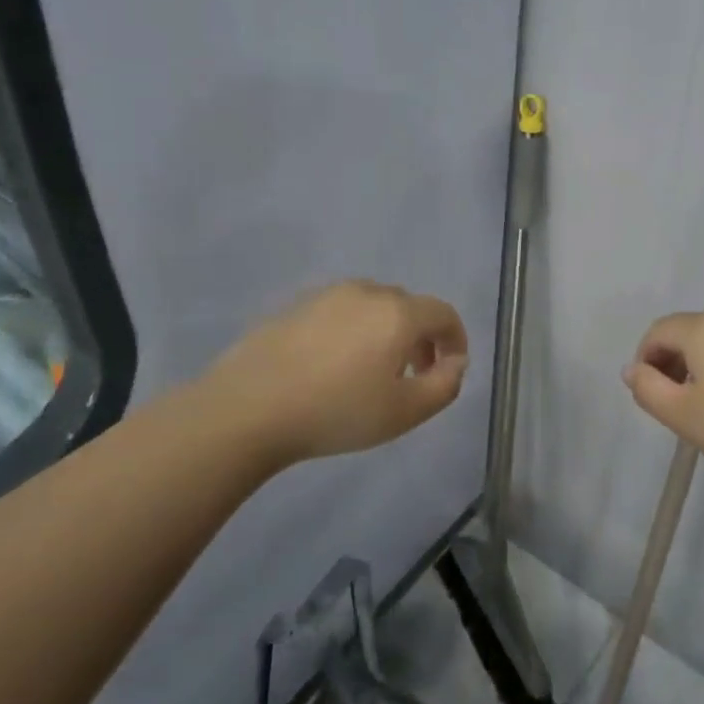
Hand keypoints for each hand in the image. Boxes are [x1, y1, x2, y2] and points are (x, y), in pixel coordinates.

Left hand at [192, 280, 468, 465]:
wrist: (247, 408)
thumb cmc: (336, 412)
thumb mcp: (405, 412)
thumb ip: (444, 385)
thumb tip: (455, 362)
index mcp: (398, 313)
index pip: (444, 313)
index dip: (456, 339)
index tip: (450, 369)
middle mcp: (367, 292)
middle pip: (409, 307)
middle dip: (422, 337)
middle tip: (413, 375)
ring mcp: (327, 295)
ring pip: (373, 307)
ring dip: (386, 332)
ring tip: (372, 372)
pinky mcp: (295, 305)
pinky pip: (340, 312)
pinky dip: (352, 331)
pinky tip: (332, 366)